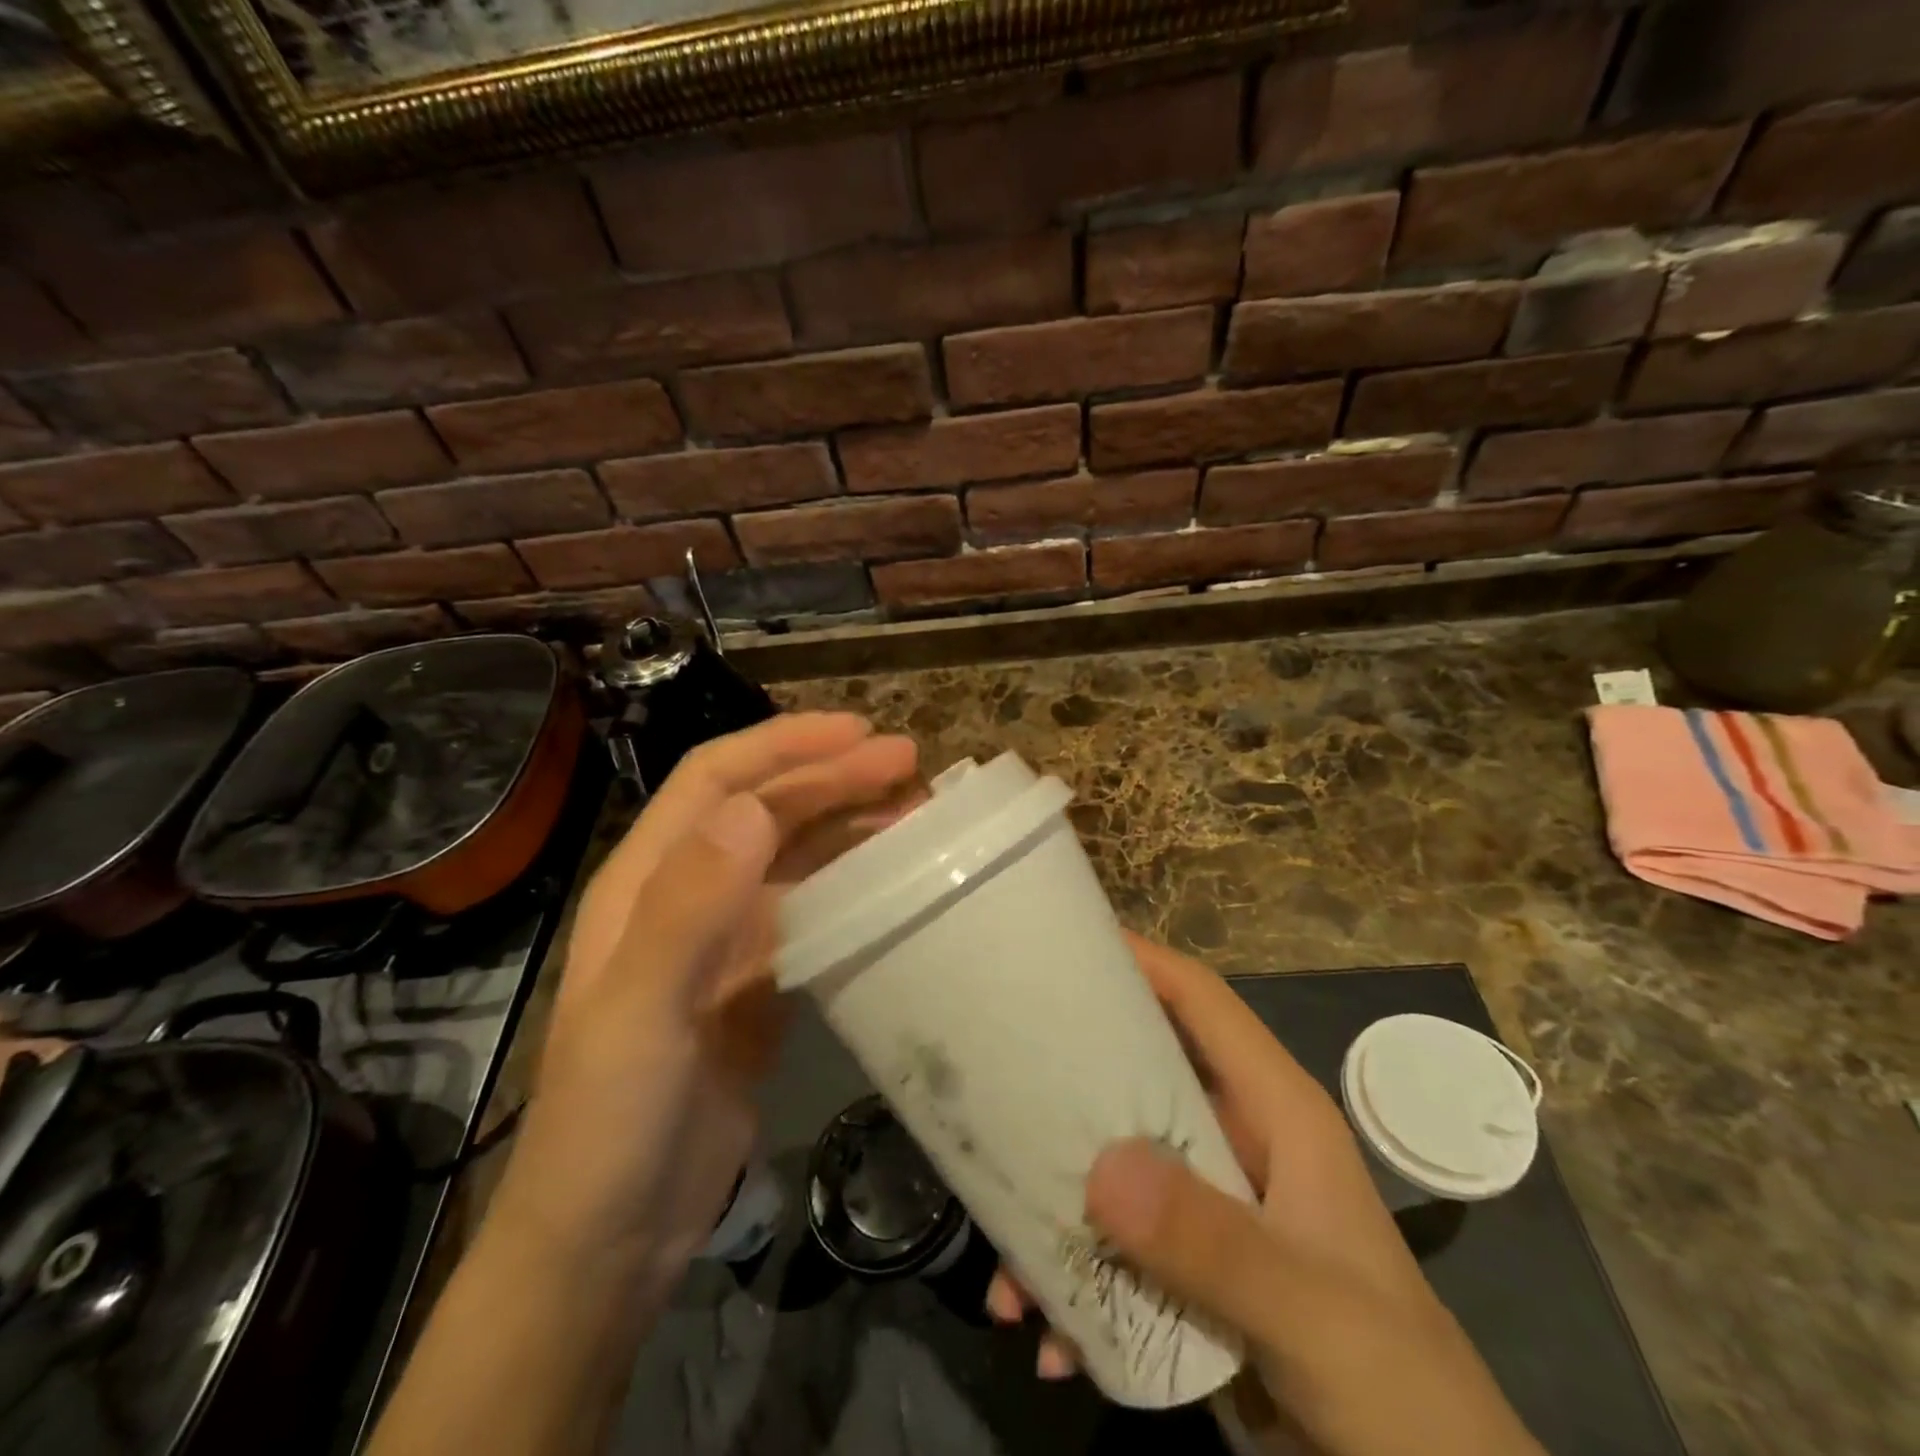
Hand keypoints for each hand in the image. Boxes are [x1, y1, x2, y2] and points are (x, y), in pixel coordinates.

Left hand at [488, 713, 918, 1289]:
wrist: (608, 1238)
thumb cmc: (610, 1123)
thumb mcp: (640, 1013)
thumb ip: (689, 907)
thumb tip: (754, 808)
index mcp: (647, 880)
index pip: (717, 780)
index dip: (785, 745)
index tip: (858, 734)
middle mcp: (687, 894)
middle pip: (766, 810)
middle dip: (834, 777)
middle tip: (910, 766)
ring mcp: (724, 940)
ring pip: (794, 857)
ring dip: (849, 826)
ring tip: (915, 813)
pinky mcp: (757, 983)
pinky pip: (812, 912)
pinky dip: (852, 886)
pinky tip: (892, 883)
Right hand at [991, 935, 1542, 1455]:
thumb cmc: (1398, 1384)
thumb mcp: (1309, 1310)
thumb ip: (1212, 1241)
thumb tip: (1101, 1166)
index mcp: (1273, 1110)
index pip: (1201, 1001)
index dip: (1140, 959)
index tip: (1062, 942)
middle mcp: (1235, 1138)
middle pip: (1138, 1074)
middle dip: (1069, 1087)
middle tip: (996, 1084)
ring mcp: (1212, 1202)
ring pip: (1114, 1165)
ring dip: (1059, 1210)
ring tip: (1008, 1270)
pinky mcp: (1193, 1264)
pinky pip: (1117, 1245)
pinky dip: (1077, 1284)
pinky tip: (1049, 1335)